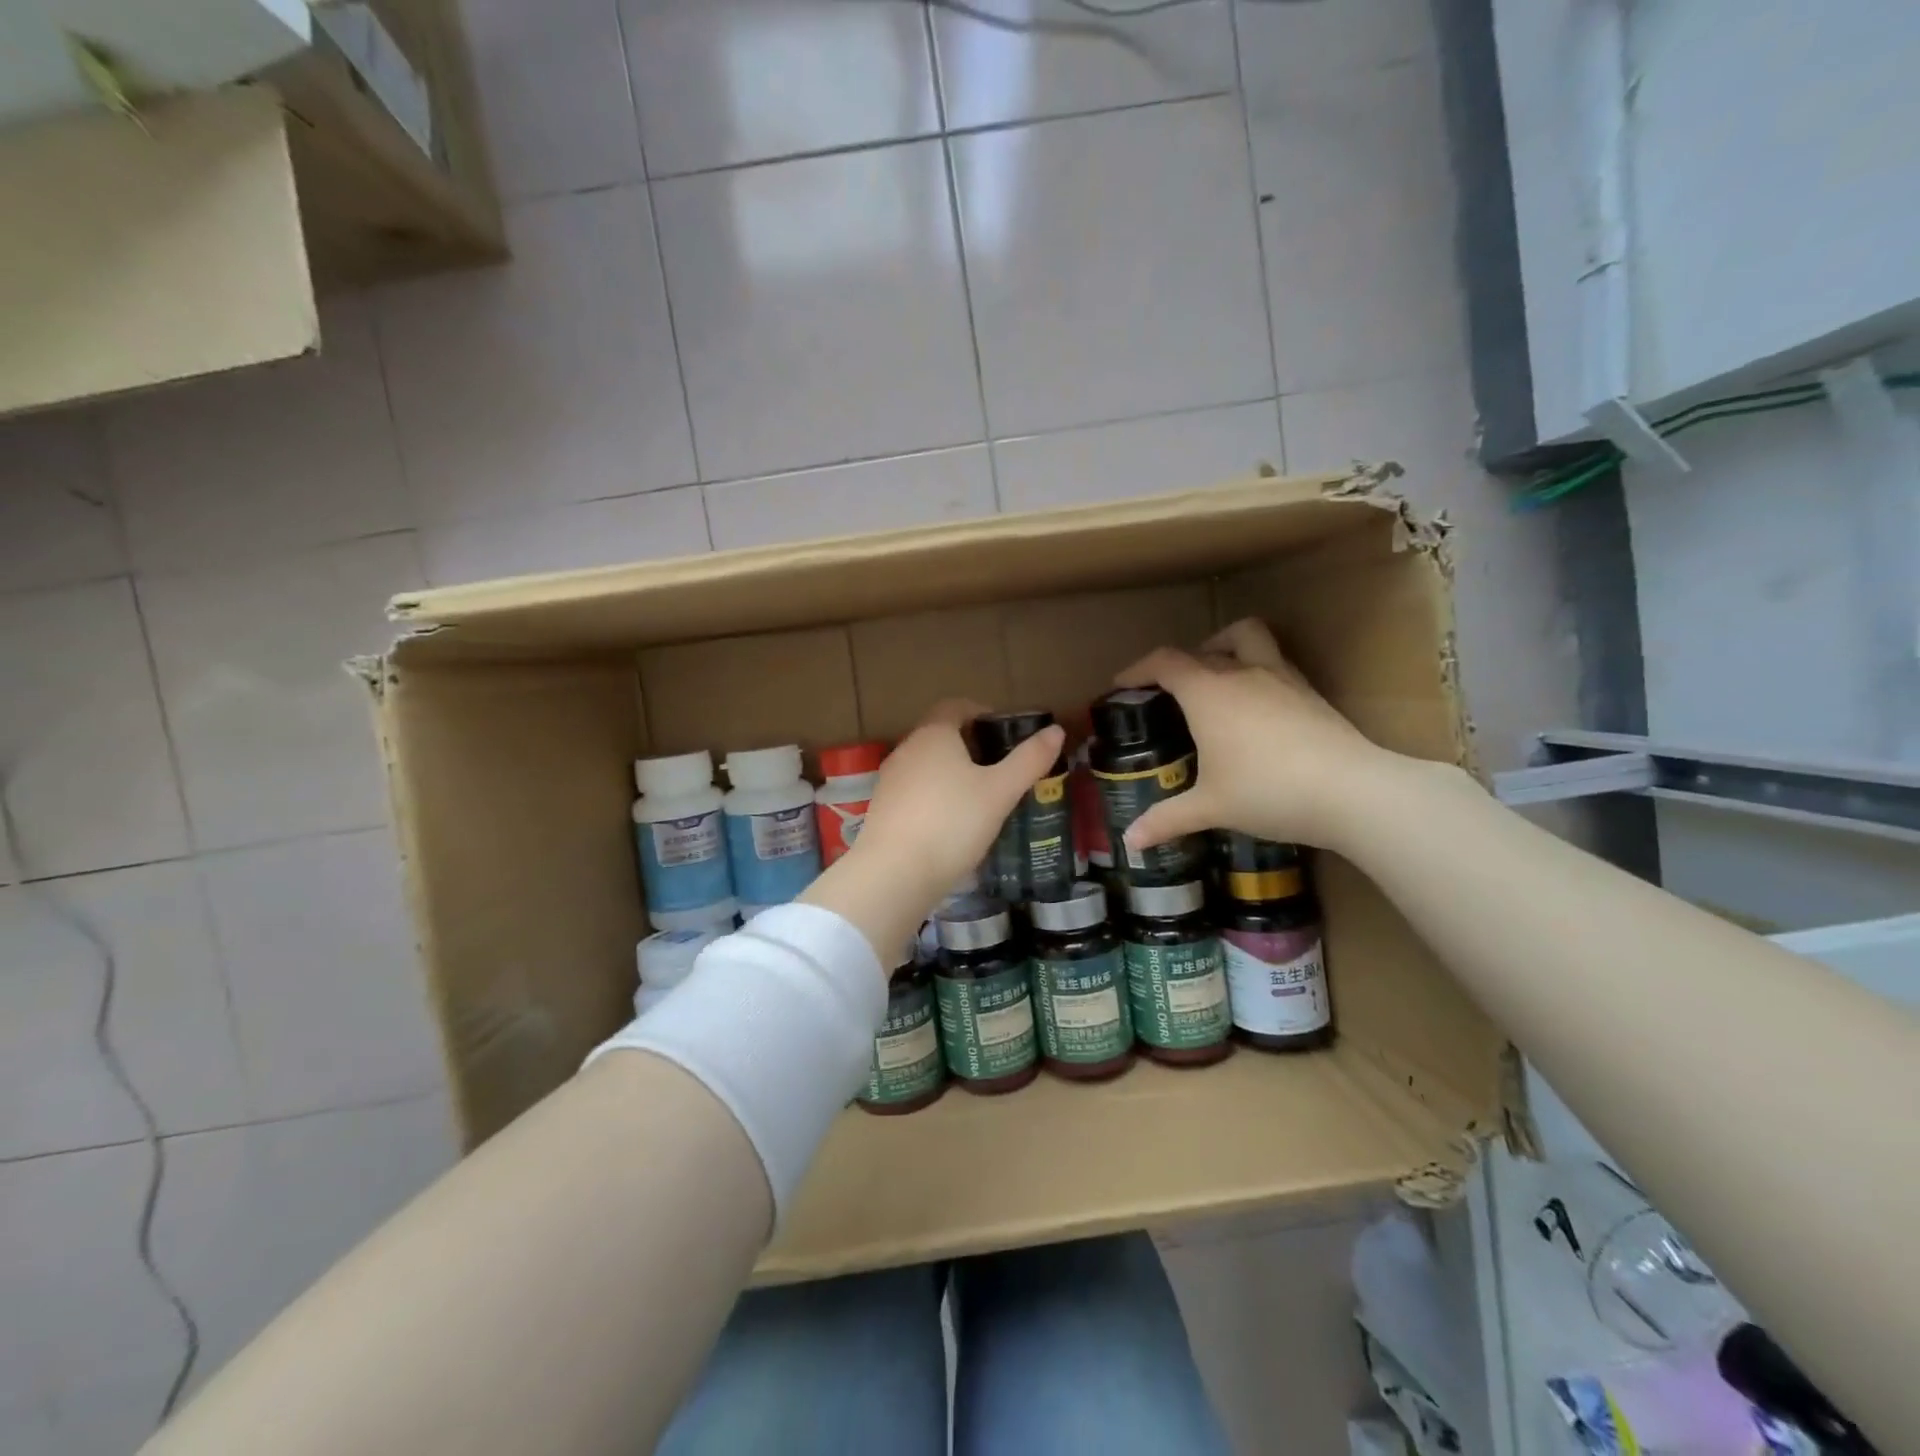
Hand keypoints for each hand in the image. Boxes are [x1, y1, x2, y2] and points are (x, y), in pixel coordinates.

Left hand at [852, 699, 1065, 902]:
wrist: (894, 874)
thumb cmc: (953, 822)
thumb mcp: (1000, 791)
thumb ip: (1029, 760)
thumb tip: (1056, 731)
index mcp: (934, 734)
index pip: (955, 706)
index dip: (981, 713)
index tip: (1003, 733)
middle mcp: (906, 749)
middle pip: (940, 735)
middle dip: (969, 746)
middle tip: (999, 769)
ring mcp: (889, 780)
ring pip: (926, 766)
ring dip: (951, 774)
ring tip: (979, 799)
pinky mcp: (882, 810)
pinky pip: (914, 793)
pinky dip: (934, 798)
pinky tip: (951, 825)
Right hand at [1114, 618, 1397, 853]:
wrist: (1352, 792)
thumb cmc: (1267, 791)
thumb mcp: (1210, 807)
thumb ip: (1166, 819)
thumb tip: (1130, 842)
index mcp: (1208, 692)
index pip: (1164, 663)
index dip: (1137, 669)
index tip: (1122, 686)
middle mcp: (1242, 672)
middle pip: (1200, 648)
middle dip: (1176, 664)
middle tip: (1165, 692)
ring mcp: (1280, 677)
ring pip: (1246, 638)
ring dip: (1222, 647)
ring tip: (1213, 677)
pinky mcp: (1309, 692)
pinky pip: (1273, 662)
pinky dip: (1253, 670)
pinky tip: (1254, 707)